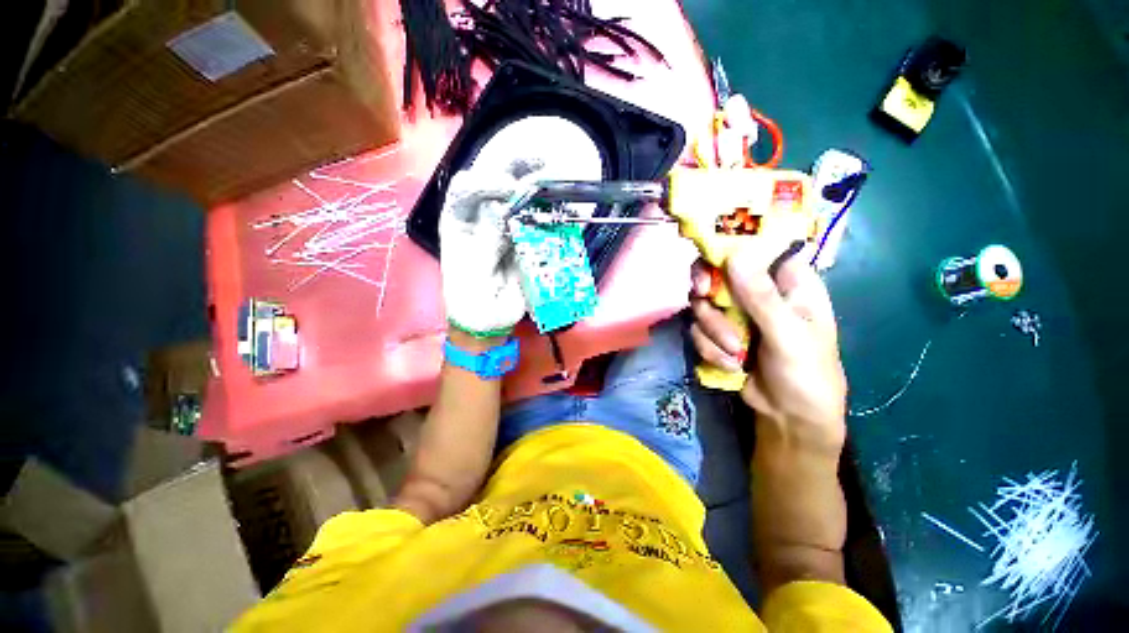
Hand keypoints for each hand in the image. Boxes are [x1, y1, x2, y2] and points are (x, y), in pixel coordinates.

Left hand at [439, 158, 542, 337]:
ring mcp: (507, 229)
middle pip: (496, 184)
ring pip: (521, 201)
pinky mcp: (526, 243)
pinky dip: (553, 216)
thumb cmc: (470, 299)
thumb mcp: (471, 272)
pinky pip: (539, 224)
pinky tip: (566, 210)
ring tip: (558, 179)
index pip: (467, 187)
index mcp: (459, 221)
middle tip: (539, 161)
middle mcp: (483, 219)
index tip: (510, 191)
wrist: (488, 322)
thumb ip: (486, 241)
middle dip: (515, 168)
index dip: (487, 181)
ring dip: (539, 189)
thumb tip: (503, 211)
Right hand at [689, 239, 846, 453]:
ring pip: (704, 304)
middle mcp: (758, 292)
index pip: (757, 248)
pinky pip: (698, 329)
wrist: (787, 418)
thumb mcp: (789, 336)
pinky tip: (730, 365)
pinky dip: (709, 348)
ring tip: (735, 354)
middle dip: (711, 294)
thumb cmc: (806, 375)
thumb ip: (762, 298)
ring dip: (713, 330)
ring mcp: (735, 314)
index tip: (711, 262)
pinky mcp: (718, 334)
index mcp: (788, 283)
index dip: (730, 248)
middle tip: (704, 299)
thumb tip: (735, 256)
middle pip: (719, 274)